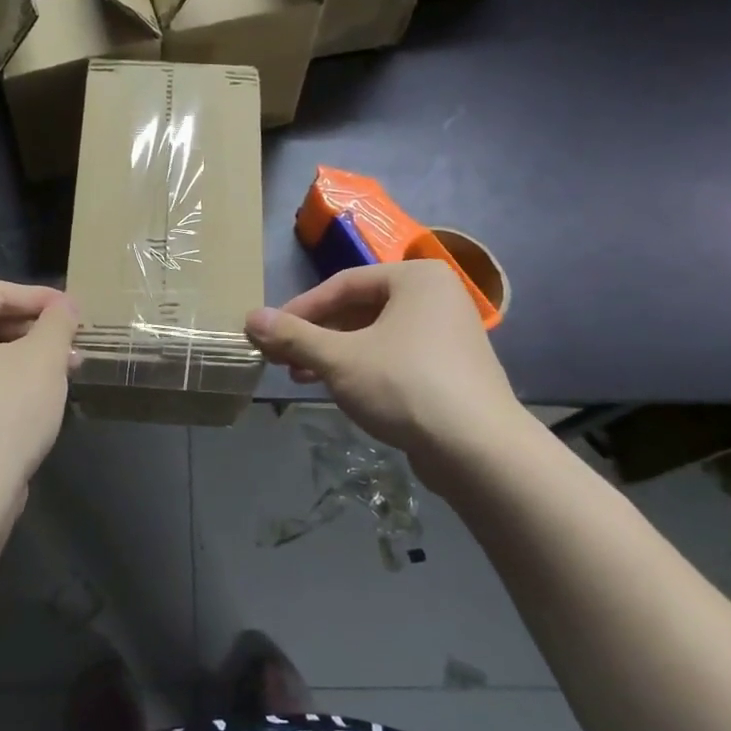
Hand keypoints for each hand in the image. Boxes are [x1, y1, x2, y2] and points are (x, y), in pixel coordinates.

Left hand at [0, 281, 75, 527]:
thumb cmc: (3, 411)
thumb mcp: (43, 358)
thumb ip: (57, 321)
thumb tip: (65, 304)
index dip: (42, 300)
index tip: (76, 310)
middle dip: (33, 330)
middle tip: (73, 340)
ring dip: (23, 355)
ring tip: (67, 365)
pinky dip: (1, 377)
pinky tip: (40, 389)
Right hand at [245, 262, 525, 467]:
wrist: (479, 451)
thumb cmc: (405, 386)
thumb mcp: (339, 359)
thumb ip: (293, 336)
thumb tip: (250, 318)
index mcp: (415, 278)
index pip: (342, 284)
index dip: (300, 309)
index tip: (268, 333)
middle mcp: (436, 298)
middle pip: (359, 309)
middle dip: (316, 335)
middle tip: (281, 357)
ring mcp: (447, 334)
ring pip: (375, 336)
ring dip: (333, 354)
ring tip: (300, 375)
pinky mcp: (451, 370)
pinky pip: (395, 357)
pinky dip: (362, 368)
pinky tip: (339, 390)